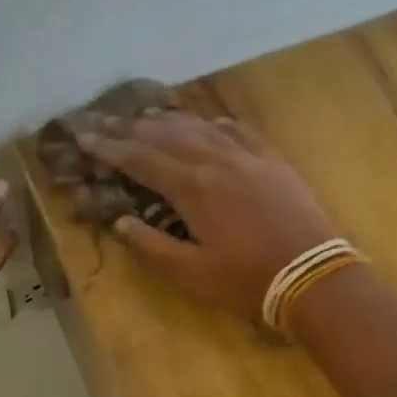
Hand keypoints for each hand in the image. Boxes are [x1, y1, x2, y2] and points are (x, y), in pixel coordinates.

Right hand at [80, 115, 335, 318]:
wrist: (313, 274)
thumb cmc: (247, 280)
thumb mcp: (191, 274)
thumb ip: (151, 247)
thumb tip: (121, 222)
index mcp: (193, 187)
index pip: (141, 159)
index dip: (109, 148)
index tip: (83, 138)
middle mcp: (216, 160)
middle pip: (165, 135)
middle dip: (130, 128)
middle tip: (102, 120)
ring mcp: (247, 156)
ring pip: (200, 127)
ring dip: (168, 120)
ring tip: (144, 115)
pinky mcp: (272, 161)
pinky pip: (238, 131)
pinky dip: (215, 124)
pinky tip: (207, 123)